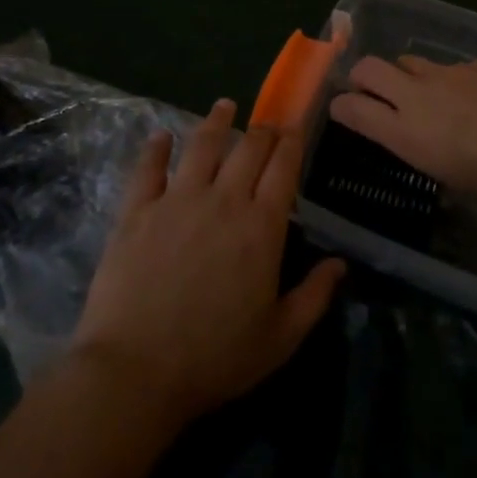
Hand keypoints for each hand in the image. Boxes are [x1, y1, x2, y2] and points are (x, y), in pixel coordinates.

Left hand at [70, 100, 344, 427]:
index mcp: (261, 226)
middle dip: (262, 130)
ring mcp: (178, 200)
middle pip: (248, 148)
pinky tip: (161, 135)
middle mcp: (223, 200)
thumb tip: (341, 263)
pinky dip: (156, 148)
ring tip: (224, 106)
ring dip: (216, 121)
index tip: (295, 128)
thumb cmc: (215, 358)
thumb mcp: (280, 338)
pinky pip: (149, 168)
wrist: (136, 371)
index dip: (291, 143)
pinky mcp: (138, 210)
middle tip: (266, 122)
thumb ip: (314, 296)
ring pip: (202, 145)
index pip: (283, 168)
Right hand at [328, 57, 476, 205]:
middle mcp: (418, 96)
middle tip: (371, 90)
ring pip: (408, 61)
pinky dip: (452, 80)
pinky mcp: (476, 63)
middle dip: (361, 77)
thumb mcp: (455, 177)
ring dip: (407, 75)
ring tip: (427, 94)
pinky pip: (451, 67)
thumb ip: (429, 151)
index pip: (352, 109)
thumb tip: (427, 141)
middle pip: (368, 68)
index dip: (341, 107)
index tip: (342, 110)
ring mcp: (447, 73)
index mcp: (407, 133)